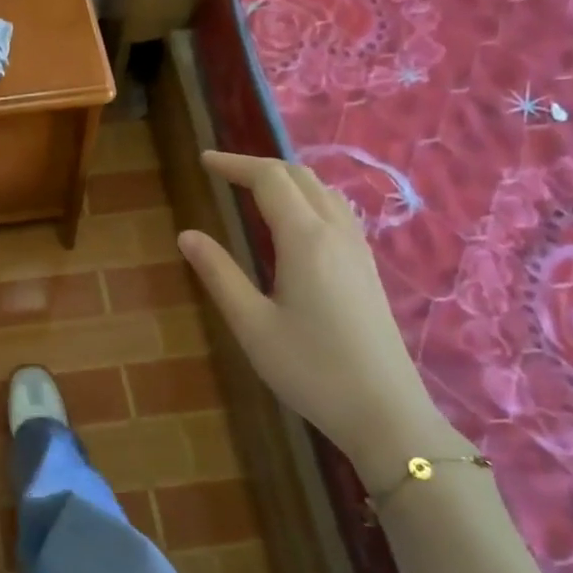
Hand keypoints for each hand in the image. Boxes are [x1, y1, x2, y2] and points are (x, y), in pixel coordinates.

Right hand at [177, 151, 462, 485]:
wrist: (385, 412)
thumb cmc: (310, 369)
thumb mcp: (251, 324)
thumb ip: (219, 274)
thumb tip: (187, 234)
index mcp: (305, 239)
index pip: (269, 179)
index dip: (235, 164)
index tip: (203, 160)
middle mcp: (336, 233)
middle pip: (300, 177)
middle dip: (259, 165)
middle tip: (222, 171)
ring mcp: (358, 250)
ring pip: (323, 191)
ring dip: (286, 179)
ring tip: (254, 188)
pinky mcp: (368, 269)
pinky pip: (337, 211)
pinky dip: (307, 198)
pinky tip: (294, 222)